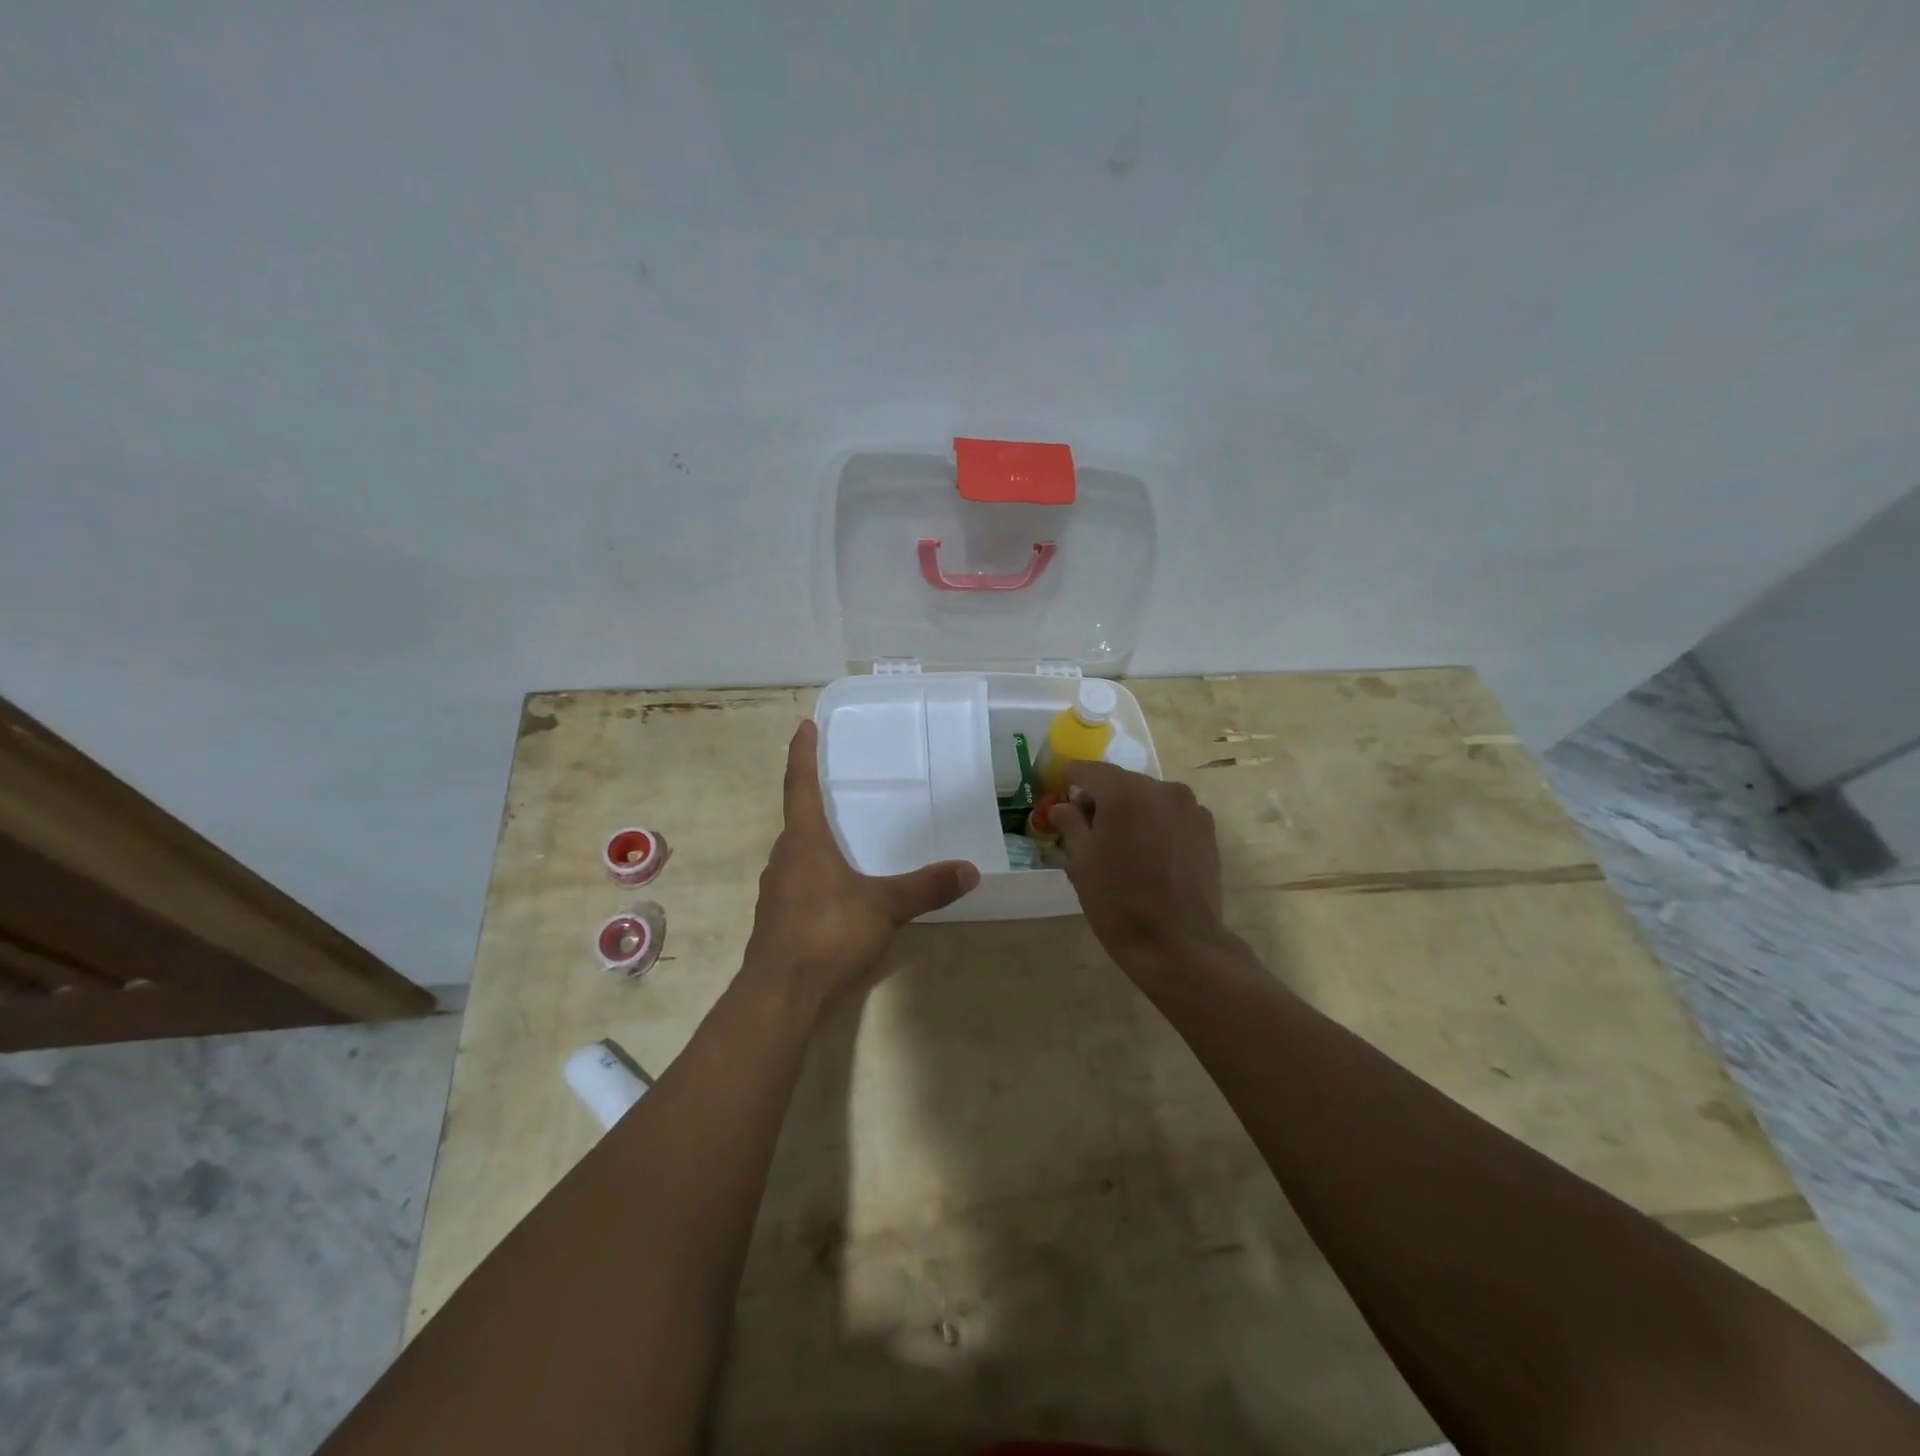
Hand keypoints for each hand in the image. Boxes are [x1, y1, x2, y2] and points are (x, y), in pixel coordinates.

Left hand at [742, 721, 978, 1014]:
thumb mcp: (884, 908)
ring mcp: (777, 891)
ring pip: (799, 854)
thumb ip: (926, 888)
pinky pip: (800, 883)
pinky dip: (819, 875)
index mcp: (804, 842)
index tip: (804, 727)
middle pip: (799, 820)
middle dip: (817, 802)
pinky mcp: (778, 920)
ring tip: (849, 839)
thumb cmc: (827, 935)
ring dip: (818, 842)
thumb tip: (970, 870)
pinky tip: (842, 892)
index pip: (800, 786)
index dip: (802, 754)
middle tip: (843, 787)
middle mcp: (784, 858)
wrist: (779, 996)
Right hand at [1051, 762, 1230, 973]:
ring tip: (1121, 847)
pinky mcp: (1206, 828)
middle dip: (1101, 799)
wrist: (1178, 943)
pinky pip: (1170, 814)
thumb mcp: (1081, 861)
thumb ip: (1070, 823)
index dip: (1069, 779)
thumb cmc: (1118, 902)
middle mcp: (1160, 788)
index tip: (1059, 793)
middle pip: (1120, 782)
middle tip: (1086, 830)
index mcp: (1124, 792)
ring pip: (1147, 798)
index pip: (1088, 770)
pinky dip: (1154, 824)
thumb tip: (1064, 807)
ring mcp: (1189, 807)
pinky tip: (1149, 856)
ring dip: (1130, 812)